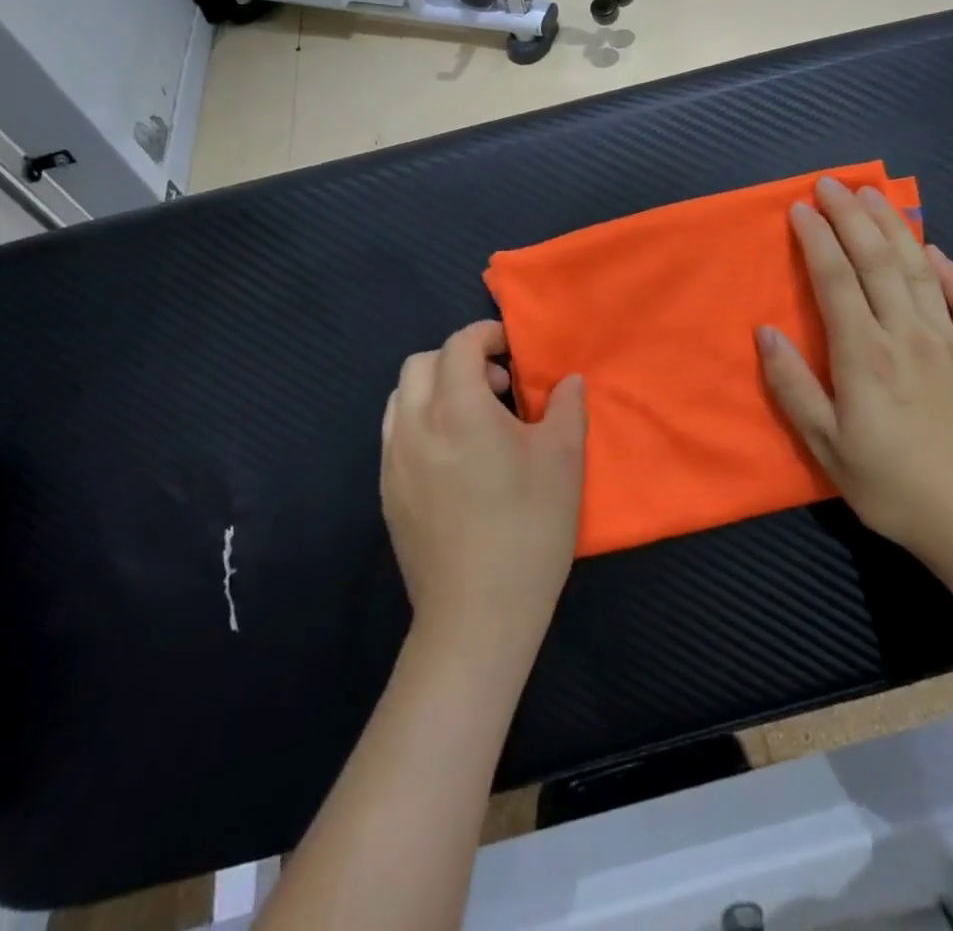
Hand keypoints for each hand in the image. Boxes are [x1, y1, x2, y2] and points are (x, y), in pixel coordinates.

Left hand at [381, 320, 586, 667]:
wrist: (477, 616)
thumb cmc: (528, 529)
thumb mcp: (563, 461)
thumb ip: (566, 407)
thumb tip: (566, 380)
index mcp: (458, 408)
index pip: (460, 345)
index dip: (487, 335)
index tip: (513, 350)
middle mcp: (415, 424)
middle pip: (421, 363)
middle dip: (458, 359)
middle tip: (497, 387)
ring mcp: (393, 459)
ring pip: (401, 396)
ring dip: (435, 389)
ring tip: (473, 419)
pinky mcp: (386, 491)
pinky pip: (395, 433)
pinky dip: (421, 421)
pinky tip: (453, 457)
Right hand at [756, 175, 952, 568]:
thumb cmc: (891, 484)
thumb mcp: (825, 445)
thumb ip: (793, 385)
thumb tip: (764, 333)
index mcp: (865, 353)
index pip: (836, 279)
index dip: (816, 238)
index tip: (800, 208)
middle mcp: (907, 333)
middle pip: (878, 260)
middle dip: (852, 216)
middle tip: (832, 183)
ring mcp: (950, 342)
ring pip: (921, 270)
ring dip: (895, 228)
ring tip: (876, 196)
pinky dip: (952, 272)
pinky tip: (938, 252)